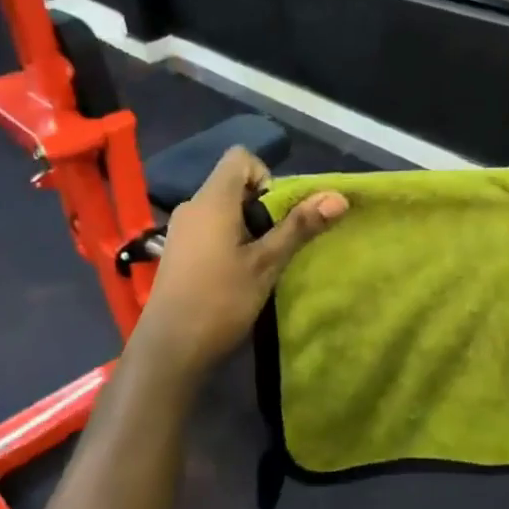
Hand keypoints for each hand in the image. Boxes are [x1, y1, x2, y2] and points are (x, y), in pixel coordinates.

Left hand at [129, 148, 346, 381]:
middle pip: (234, 183)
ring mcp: (182, 230)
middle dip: (262, 206)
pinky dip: (230, 239)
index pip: (240, 157)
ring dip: (248, 226)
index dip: (266, 175)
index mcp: (212, 200)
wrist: (170, 351)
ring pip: (224, 208)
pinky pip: (211, 227)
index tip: (276, 213)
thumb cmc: (221, 300)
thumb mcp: (267, 263)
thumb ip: (300, 226)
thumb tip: (338, 197)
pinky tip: (238, 274)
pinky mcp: (178, 252)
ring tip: (260, 262)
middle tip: (275, 243)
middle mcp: (193, 206)